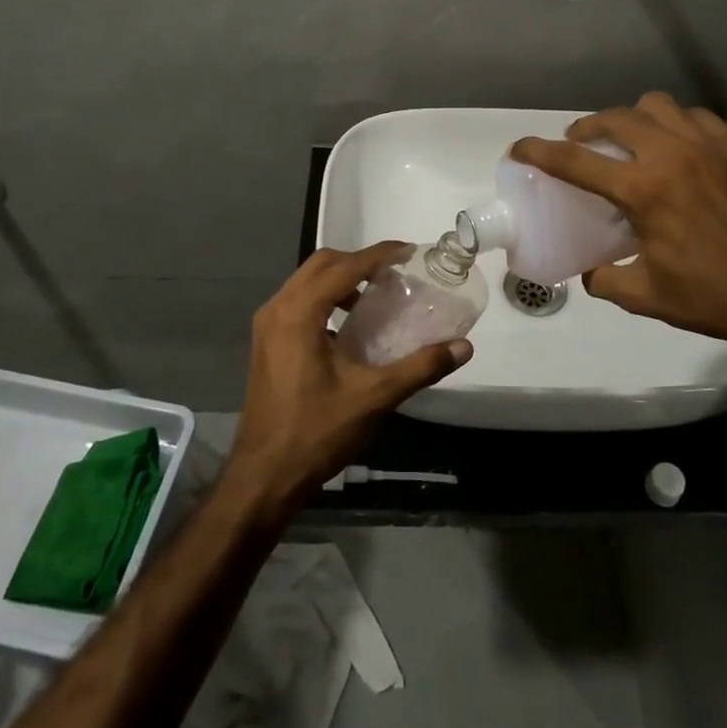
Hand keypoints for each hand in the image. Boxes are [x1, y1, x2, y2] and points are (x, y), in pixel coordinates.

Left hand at [226, 243, 472, 513]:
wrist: (264, 476)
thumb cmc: (316, 432)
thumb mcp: (373, 398)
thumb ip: (419, 367)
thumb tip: (462, 346)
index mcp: (299, 313)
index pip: (344, 266)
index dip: (380, 254)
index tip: (410, 251)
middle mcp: (277, 309)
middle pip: (321, 264)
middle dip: (359, 261)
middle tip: (394, 273)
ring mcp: (266, 326)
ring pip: (306, 281)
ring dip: (340, 278)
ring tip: (375, 296)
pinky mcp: (265, 343)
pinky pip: (297, 302)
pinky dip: (325, 298)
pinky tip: (348, 326)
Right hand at [510, 92, 726, 366]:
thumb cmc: (710, 296)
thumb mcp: (644, 296)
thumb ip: (604, 278)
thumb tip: (588, 270)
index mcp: (643, 190)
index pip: (575, 161)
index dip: (539, 151)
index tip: (519, 148)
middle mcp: (672, 155)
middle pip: (615, 118)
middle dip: (587, 128)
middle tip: (581, 144)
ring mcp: (711, 145)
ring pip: (658, 106)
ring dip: (633, 118)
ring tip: (631, 140)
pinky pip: (697, 118)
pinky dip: (676, 126)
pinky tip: (679, 149)